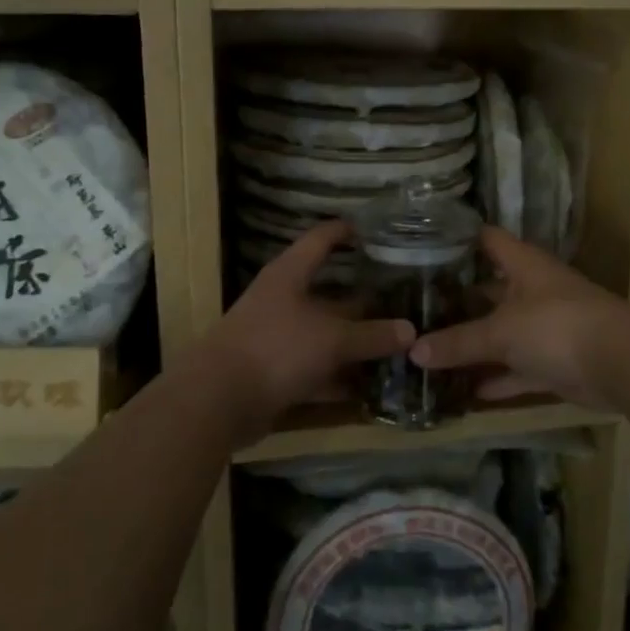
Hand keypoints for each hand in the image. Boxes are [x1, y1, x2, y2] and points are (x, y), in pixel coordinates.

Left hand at [197, 221, 414, 442]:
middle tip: (403, 298)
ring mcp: (278, 338)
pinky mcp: (276, 373)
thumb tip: (411, 331)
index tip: (376, 230)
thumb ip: (372, 335)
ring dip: (355, 341)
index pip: (321, 239)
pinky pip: (317, 369)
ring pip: (325, 333)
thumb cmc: (276, 348)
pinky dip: (340, 376)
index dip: (345, 231)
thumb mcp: (332, 338)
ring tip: (397, 343)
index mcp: (290, 275)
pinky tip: (371, 385)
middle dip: (363, 296)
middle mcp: (283, 300)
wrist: (218, 400)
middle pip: (328, 292)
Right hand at [408, 227, 629, 408]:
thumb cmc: (556, 327)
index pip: (486, 239)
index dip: (458, 239)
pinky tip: (464, 390)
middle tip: (414, 308)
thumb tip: (413, 351)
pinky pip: (517, 368)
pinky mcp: (554, 361)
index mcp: (523, 265)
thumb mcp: (500, 332)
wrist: (621, 364)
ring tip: (430, 351)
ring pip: (502, 333)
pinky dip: (496, 378)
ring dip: (474, 344)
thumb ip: (457, 342)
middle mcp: (533, 290)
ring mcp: (545, 326)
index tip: (422, 247)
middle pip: (489, 289)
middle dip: (457, 300)